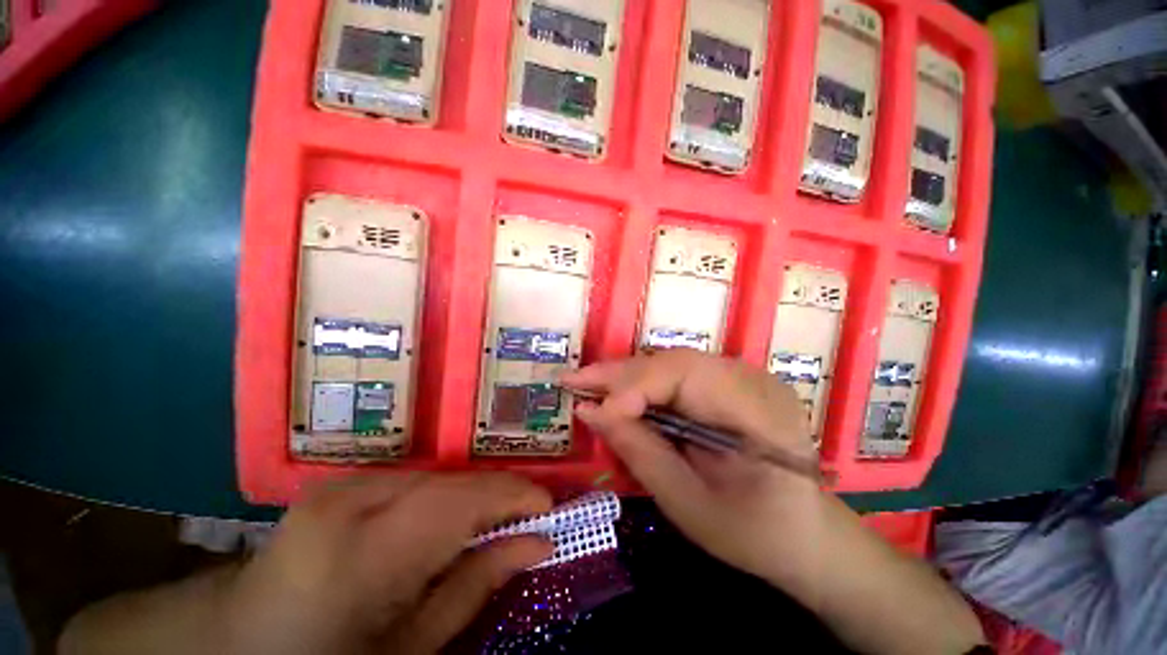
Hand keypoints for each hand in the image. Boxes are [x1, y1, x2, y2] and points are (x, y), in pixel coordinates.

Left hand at [220, 474, 551, 654]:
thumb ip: (478, 585)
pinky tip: (449, 517)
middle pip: (452, 480)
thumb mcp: (412, 647)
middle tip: (527, 514)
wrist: (240, 645)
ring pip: (436, 475)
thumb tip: (537, 543)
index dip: (514, 495)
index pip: (463, 501)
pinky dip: (442, 493)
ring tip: (493, 518)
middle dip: (497, 495)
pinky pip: (412, 478)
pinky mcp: (340, 482)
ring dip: (470, 495)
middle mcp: (352, 500)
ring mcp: (341, 485)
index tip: (549, 506)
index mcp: (365, 551)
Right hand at [561, 349, 823, 586]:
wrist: (805, 535)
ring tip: (589, 386)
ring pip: (671, 364)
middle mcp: (752, 380)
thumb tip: (591, 411)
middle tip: (573, 382)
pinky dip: (645, 384)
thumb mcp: (688, 505)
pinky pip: (678, 374)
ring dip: (627, 376)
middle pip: (674, 362)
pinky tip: (621, 394)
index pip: (685, 376)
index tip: (592, 408)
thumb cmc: (752, 534)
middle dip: (619, 374)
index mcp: (758, 413)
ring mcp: (744, 377)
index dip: (634, 386)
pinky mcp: (731, 382)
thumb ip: (639, 451)